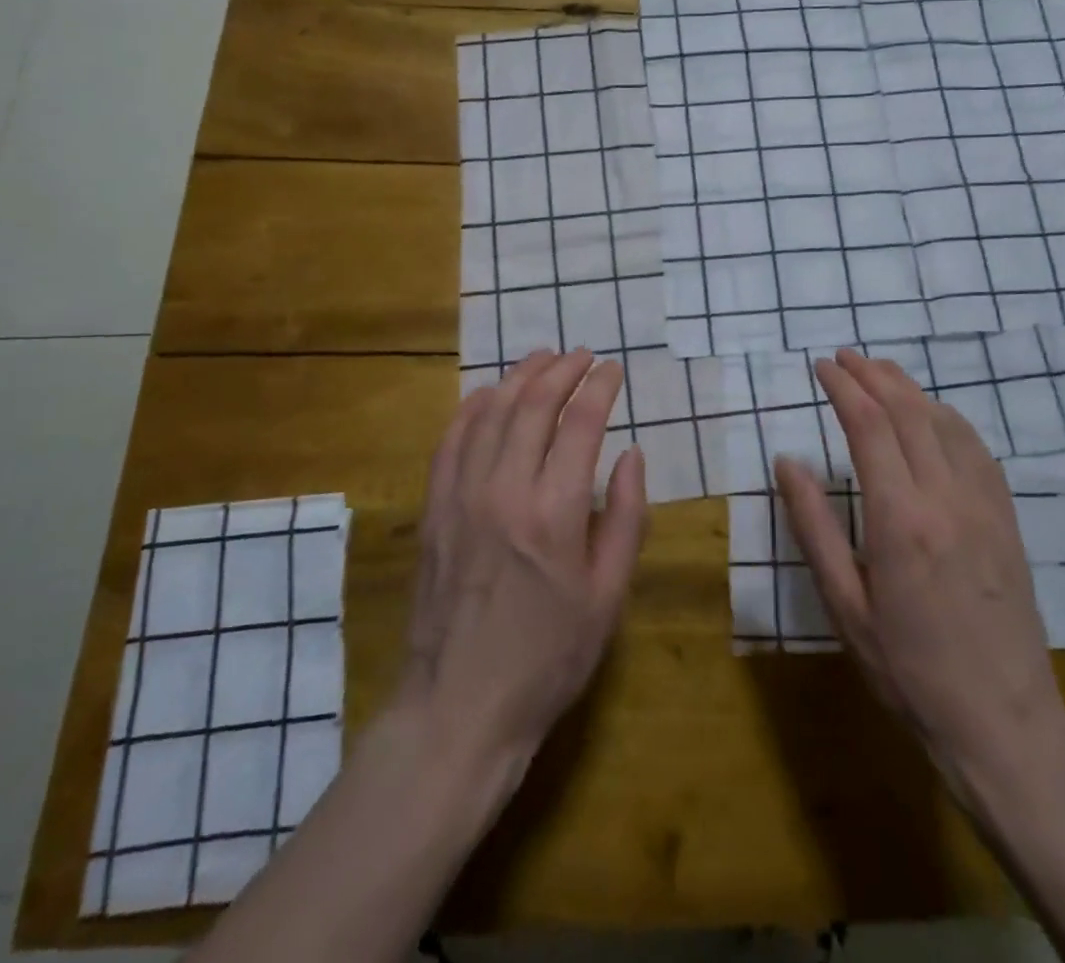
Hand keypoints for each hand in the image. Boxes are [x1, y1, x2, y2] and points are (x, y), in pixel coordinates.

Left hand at [395, 350, 647, 785]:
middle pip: (533, 405)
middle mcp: (504, 490)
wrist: (460, 708)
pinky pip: (450, 441)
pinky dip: (472, 408)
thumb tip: (631, 455)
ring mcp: (460, 496)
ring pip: (490, 413)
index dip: (600, 387)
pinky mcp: (433, 510)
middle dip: (562, 370)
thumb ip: (624, 519)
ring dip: (519, 377)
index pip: (581, 423)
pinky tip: (487, 395)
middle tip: (582, 356)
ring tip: (542, 359)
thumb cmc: (548, 658)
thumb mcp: (607, 598)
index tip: (614, 370)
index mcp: (554, 513)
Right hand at [775, 350, 1064, 815]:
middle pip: (909, 411)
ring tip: (880, 372)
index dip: (843, 387)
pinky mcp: (1007, 519)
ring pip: (946, 422)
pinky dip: (947, 417)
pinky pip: (977, 448)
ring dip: (910, 388)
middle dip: (873, 375)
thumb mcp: (844, 606)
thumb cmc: (908, 670)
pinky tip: (932, 415)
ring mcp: (985, 505)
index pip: (869, 426)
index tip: (821, 367)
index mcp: (900, 519)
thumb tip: (787, 462)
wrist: (1004, 723)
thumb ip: (813, 527)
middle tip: (844, 357)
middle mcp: (946, 498)